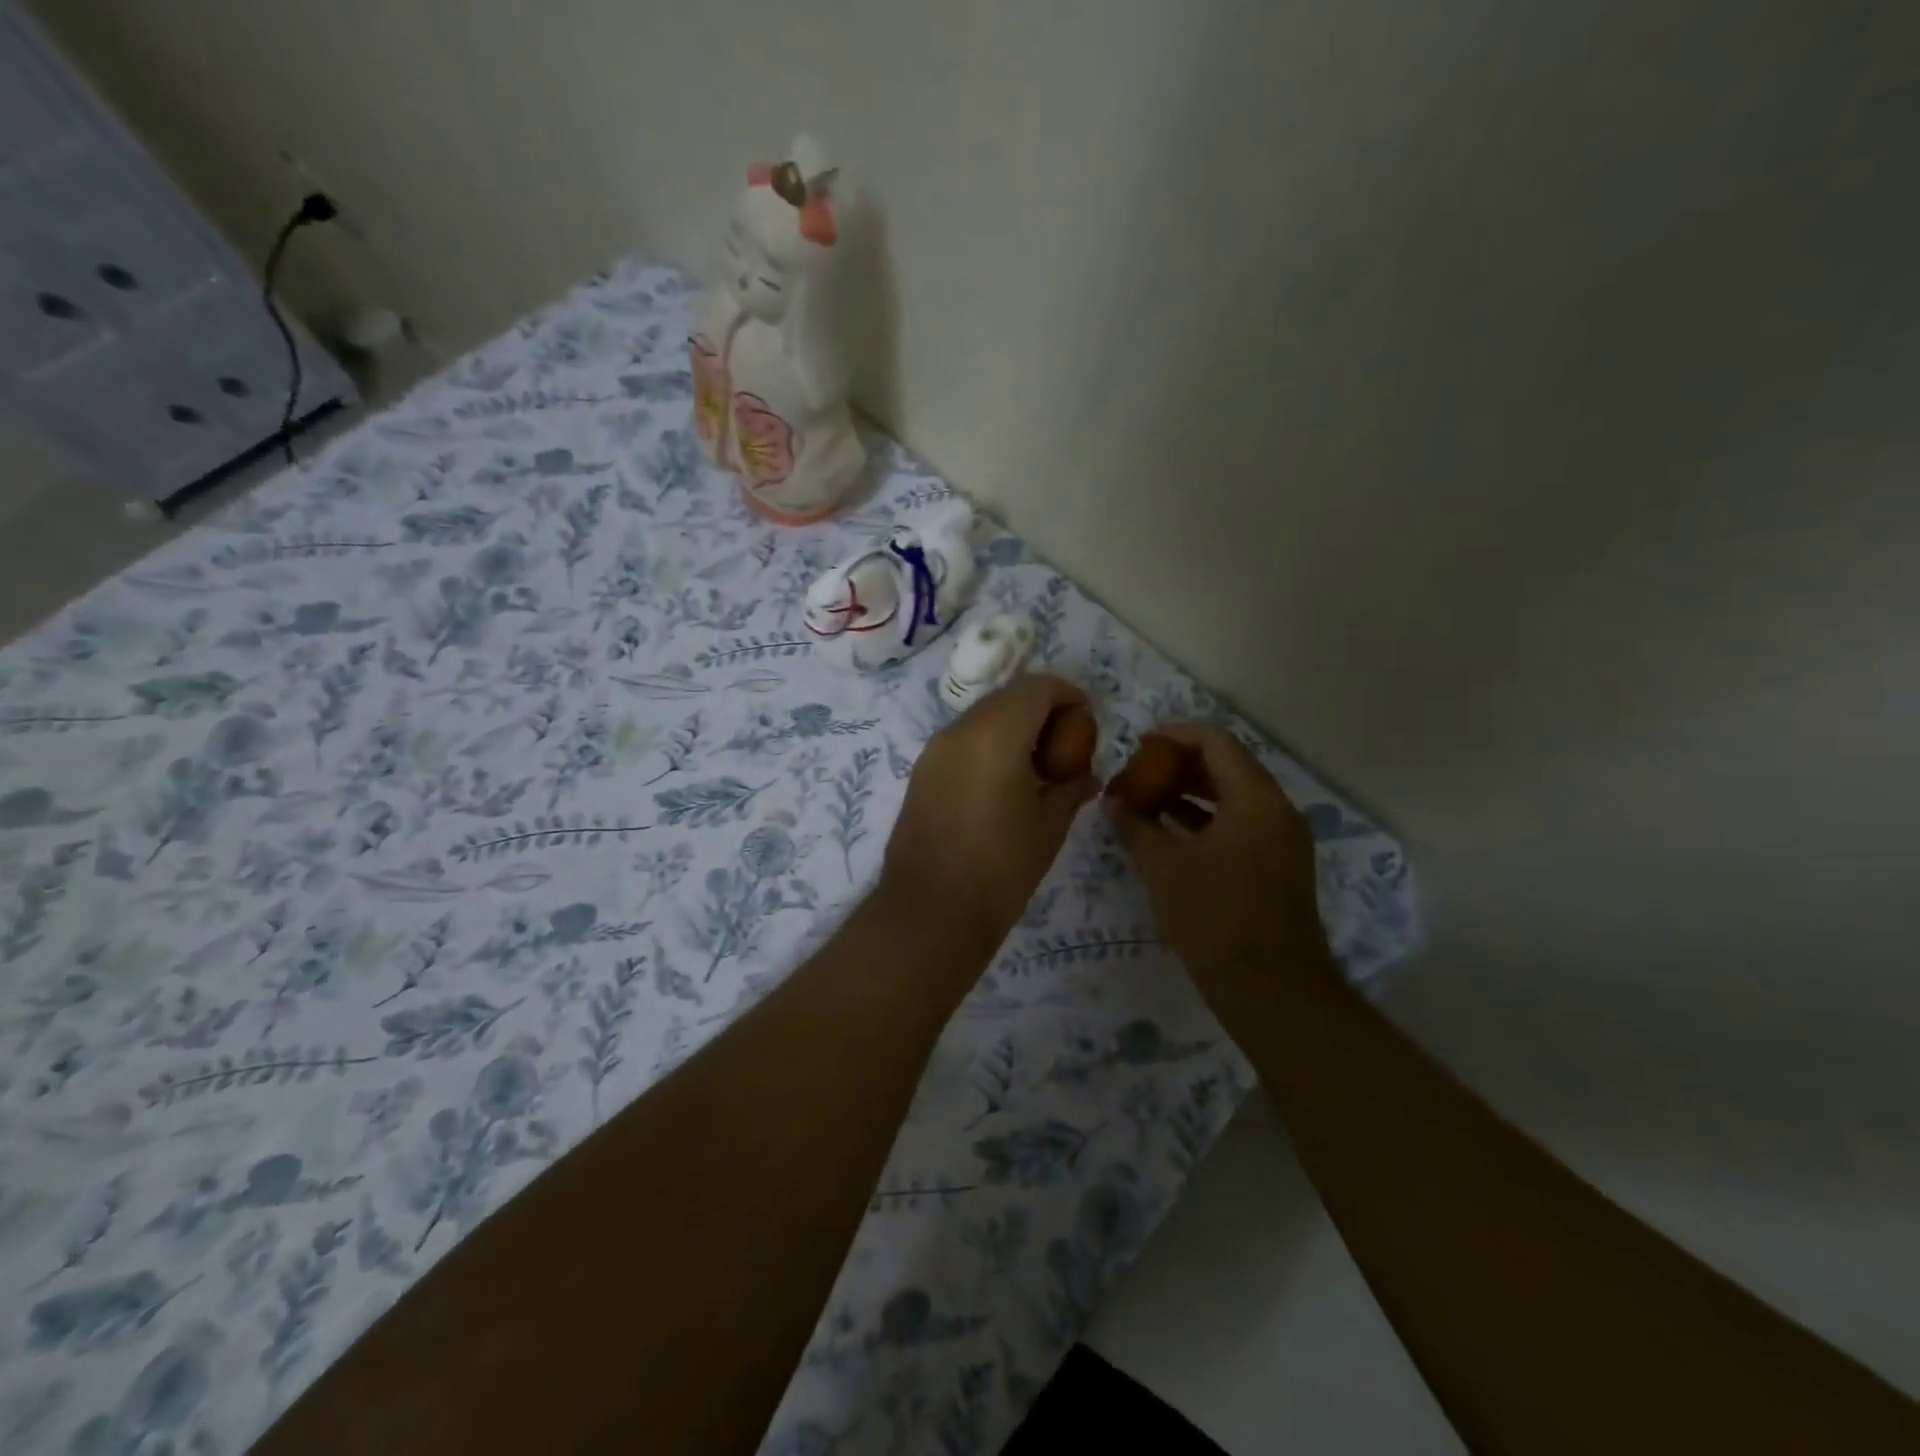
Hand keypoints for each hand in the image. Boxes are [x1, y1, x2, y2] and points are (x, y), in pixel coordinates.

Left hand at [879, 675, 1097, 956]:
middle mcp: (959, 731)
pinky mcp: (921, 773)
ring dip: (1013, 728)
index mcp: (995, 734)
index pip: (1036, 688)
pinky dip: (988, 746)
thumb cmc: (1001, 868)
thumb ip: (1071, 789)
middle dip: (1041, 710)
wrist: (931, 910)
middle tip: (1066, 744)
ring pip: (982, 718)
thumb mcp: (1050, 826)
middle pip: (1007, 698)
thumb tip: (1086, 776)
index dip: (1067, 694)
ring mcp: (934, 751)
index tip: (1087, 719)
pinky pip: (962, 742)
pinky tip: (1004, 783)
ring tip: (1037, 767)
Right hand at [1108, 722, 1331, 987]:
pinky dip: (1207, 819)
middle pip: (1228, 767)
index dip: (1176, 735)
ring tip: (1148, 798)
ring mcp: (1283, 840)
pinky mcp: (1279, 866)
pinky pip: (1241, 824)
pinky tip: (1172, 831)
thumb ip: (1135, 826)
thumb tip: (1111, 801)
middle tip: (1140, 771)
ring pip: (1234, 797)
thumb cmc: (1214, 918)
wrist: (1271, 990)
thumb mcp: (1164, 868)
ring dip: (1192, 793)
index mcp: (1256, 800)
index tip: (1140, 743)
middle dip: (1180, 764)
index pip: (1216, 743)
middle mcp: (1278, 811)